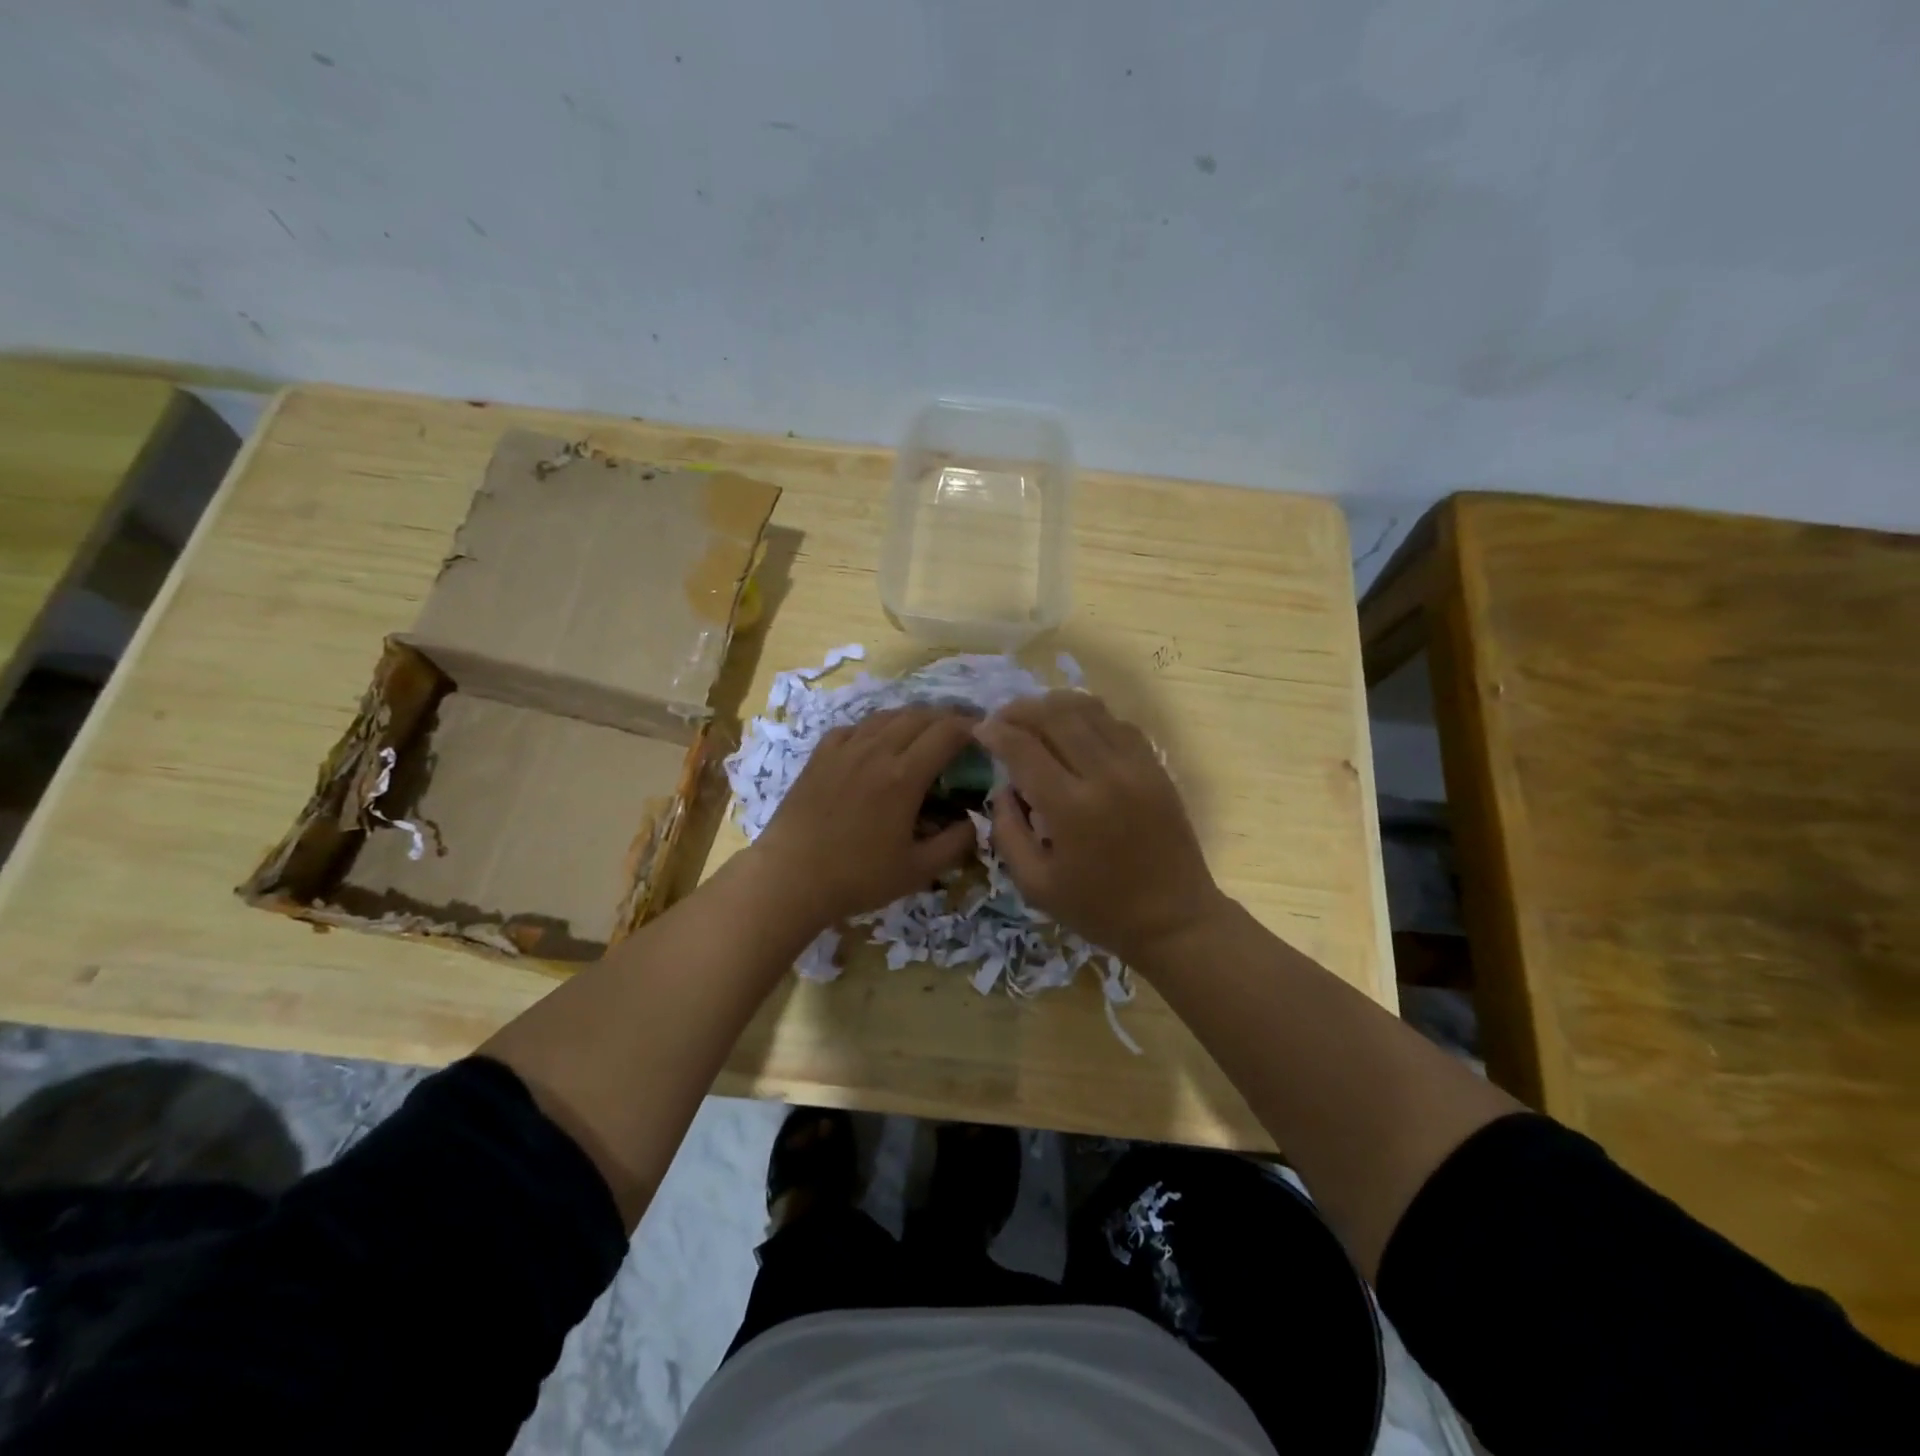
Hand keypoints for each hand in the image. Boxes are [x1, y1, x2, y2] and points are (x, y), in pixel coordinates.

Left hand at [750, 706, 979, 930]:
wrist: (789, 877)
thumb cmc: (857, 877)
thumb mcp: (918, 870)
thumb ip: (956, 843)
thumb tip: (976, 820)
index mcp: (904, 776)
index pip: (947, 733)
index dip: (971, 727)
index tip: (985, 734)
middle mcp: (876, 751)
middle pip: (919, 716)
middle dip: (946, 717)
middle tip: (961, 731)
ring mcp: (844, 749)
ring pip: (886, 715)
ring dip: (912, 718)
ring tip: (923, 732)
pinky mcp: (820, 755)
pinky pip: (854, 727)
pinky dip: (875, 727)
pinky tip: (875, 742)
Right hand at [974, 692, 1222, 962]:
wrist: (1175, 919)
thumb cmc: (1099, 909)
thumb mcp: (1035, 885)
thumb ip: (1007, 832)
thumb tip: (1003, 788)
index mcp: (1071, 808)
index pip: (1024, 748)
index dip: (996, 732)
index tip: (979, 730)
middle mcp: (1105, 775)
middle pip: (1055, 715)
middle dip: (1020, 710)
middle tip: (1002, 719)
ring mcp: (1136, 766)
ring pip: (1089, 709)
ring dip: (1054, 706)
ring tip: (1034, 718)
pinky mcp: (1156, 766)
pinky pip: (1117, 723)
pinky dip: (1089, 717)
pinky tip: (1074, 731)